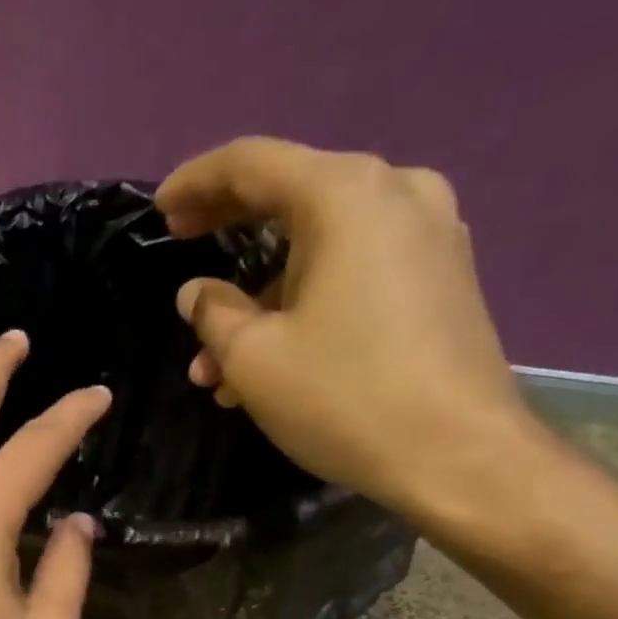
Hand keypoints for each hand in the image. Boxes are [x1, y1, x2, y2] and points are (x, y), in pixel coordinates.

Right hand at [156, 137, 547, 521]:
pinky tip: (273, 362)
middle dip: (228, 236)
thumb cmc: (344, 398)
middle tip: (182, 252)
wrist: (458, 455)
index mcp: (344, 195)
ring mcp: (429, 234)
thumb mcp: (254, 359)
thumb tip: (197, 293)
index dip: (196, 183)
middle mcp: (395, 193)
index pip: (252, 163)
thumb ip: (214, 314)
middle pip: (291, 196)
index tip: (159, 211)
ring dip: (262, 299)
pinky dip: (307, 306)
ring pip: (321, 249)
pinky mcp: (442, 278)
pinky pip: (356, 273)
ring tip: (215, 367)